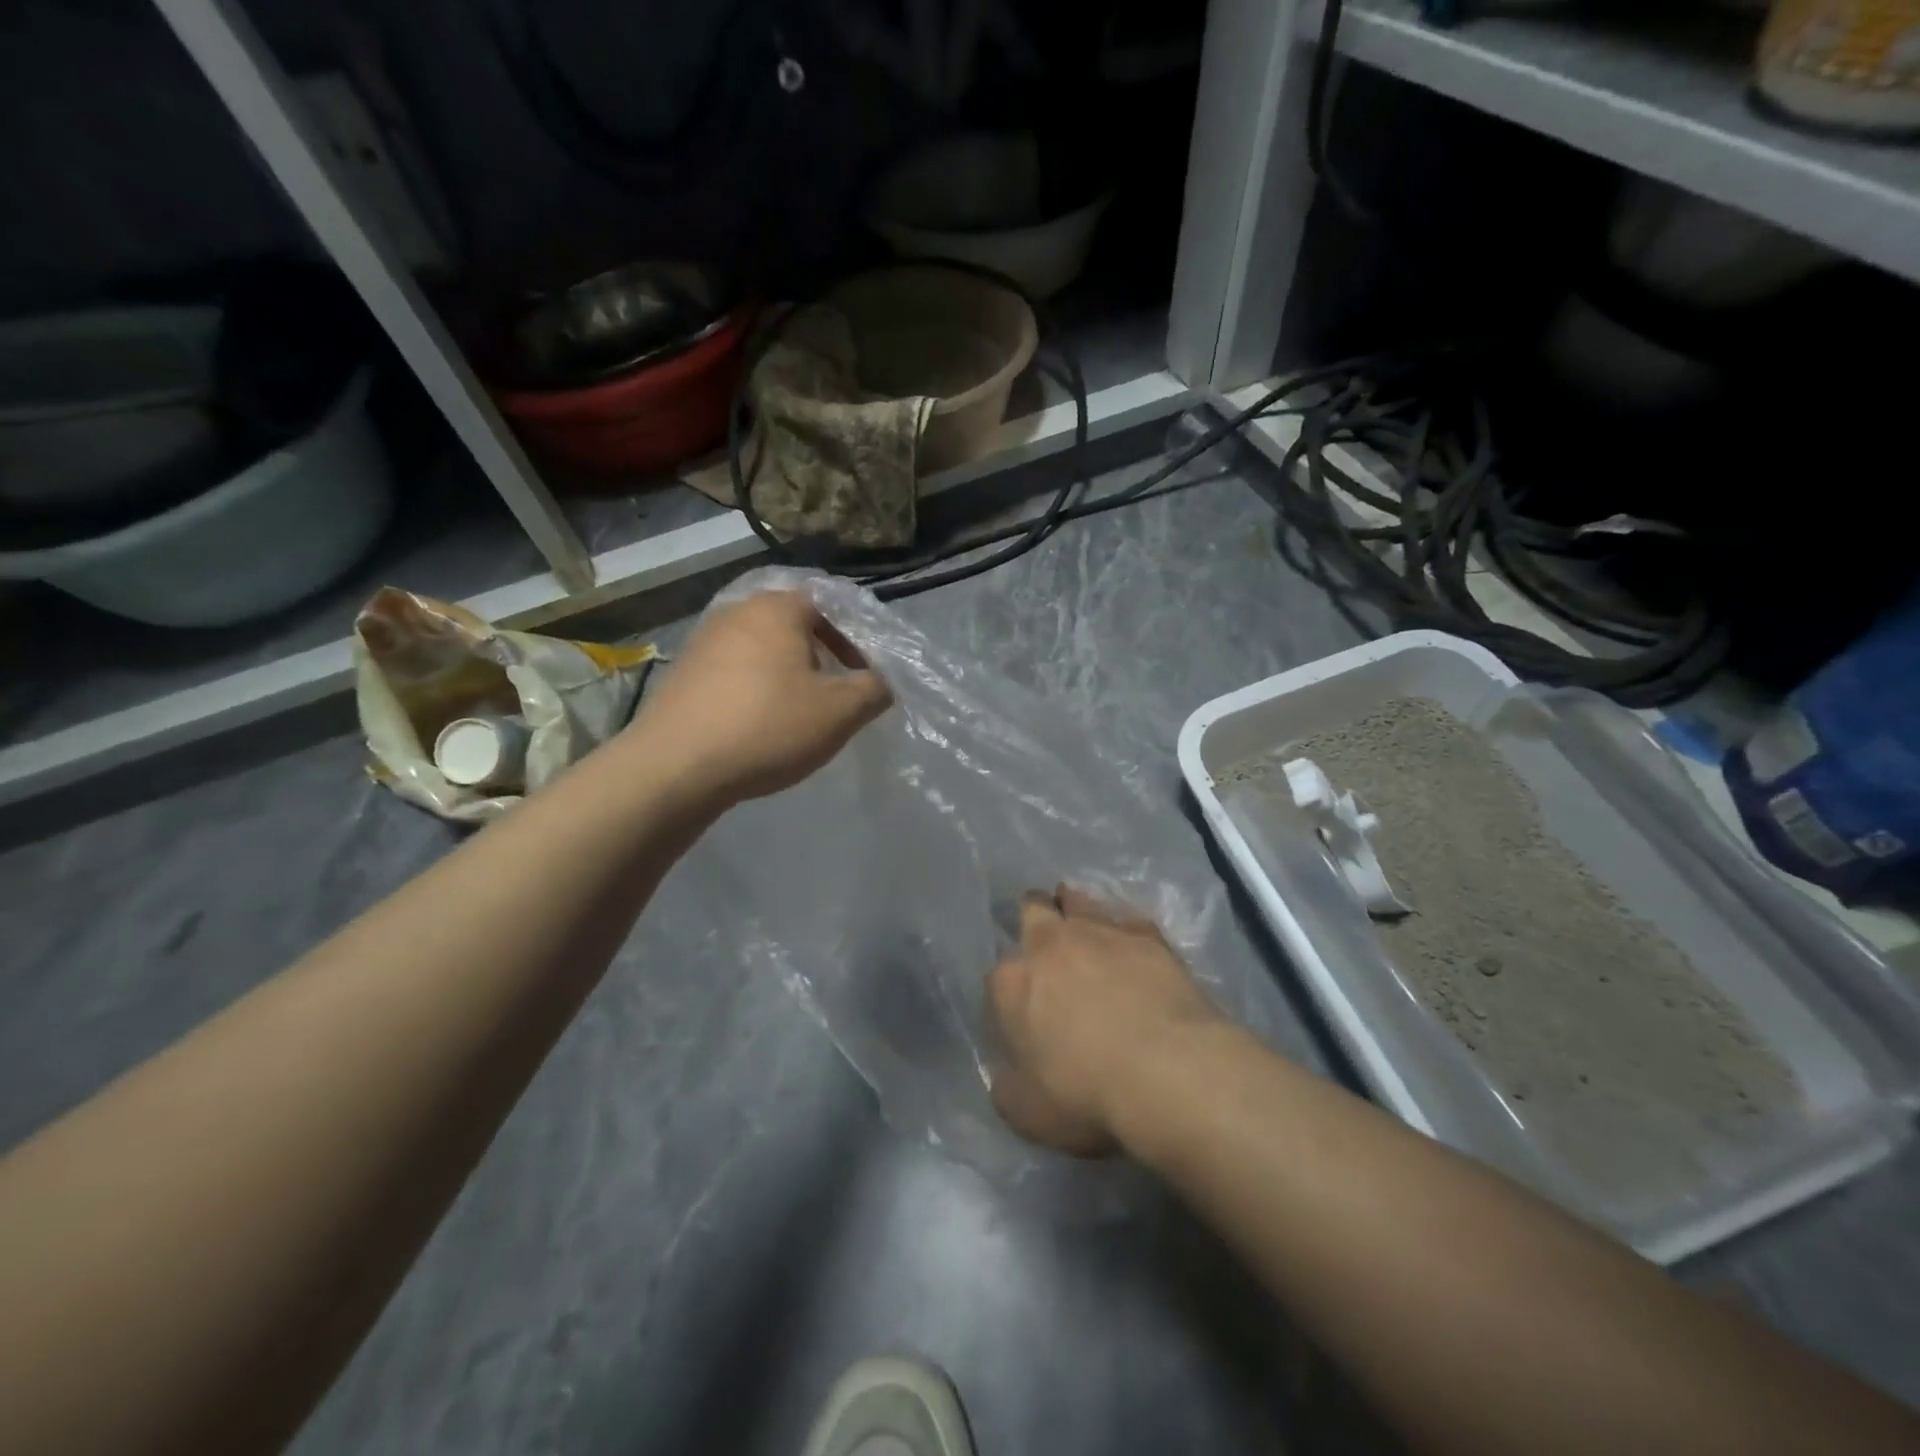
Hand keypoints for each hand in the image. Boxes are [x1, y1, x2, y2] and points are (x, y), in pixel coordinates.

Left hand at [631, 590, 893, 805]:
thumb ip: (873, 689)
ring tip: (796, 715)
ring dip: (786, 676)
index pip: (828, 606)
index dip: (853, 641)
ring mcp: (703, 641)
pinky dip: (754, 691)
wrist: (676, 766)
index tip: (862, 677)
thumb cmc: (768, 726)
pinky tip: (756, 726)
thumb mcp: (840, 712)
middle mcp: (736, 611)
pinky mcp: (682, 673)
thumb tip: (882, 682)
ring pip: (762, 650)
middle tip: (833, 696)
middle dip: (819, 659)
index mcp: (777, 608)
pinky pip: (733, 672)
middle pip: (793, 627)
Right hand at [987, 886, 1223, 1156]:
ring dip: (1075, 907)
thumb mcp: (1025, 1112)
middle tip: (1044, 938)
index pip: (997, 974)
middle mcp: (1050, 944)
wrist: (1169, 1071)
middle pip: (1032, 910)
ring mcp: (1101, 932)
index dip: (1007, 989)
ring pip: (1079, 900)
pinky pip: (1127, 918)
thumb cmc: (1086, 1095)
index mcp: (1011, 982)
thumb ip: (1006, 1086)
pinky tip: (1131, 940)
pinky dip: (1123, 927)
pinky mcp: (1147, 935)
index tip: (1018, 1005)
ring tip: (1082, 921)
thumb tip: (1006, 1074)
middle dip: (1033, 916)